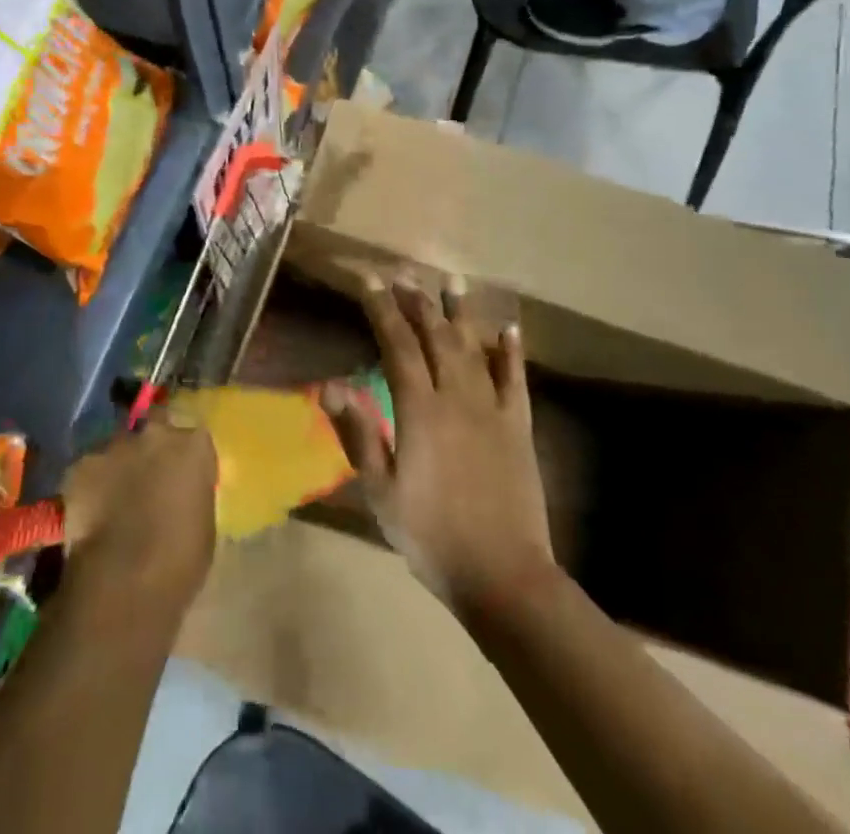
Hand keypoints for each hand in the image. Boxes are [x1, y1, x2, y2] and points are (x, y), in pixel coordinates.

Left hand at [61, 414, 216, 604]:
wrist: (124, 581)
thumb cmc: (180, 560)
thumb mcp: (204, 524)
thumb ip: (192, 493)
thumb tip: (180, 494)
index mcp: (193, 445)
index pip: (193, 439)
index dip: (185, 459)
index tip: (181, 479)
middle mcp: (155, 433)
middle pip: (155, 429)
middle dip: (151, 449)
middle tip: (147, 480)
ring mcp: (115, 446)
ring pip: (118, 447)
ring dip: (119, 465)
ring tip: (114, 499)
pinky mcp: (81, 465)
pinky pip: (89, 469)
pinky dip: (90, 484)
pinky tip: (90, 511)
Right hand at [326, 278, 556, 618]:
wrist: (502, 575)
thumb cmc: (431, 535)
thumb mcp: (381, 491)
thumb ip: (358, 433)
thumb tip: (330, 384)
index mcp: (420, 410)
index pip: (397, 345)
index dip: (382, 310)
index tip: (369, 281)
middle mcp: (457, 397)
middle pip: (435, 336)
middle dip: (417, 301)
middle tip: (404, 274)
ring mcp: (492, 408)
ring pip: (473, 347)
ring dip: (460, 312)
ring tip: (451, 281)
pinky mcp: (518, 425)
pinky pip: (515, 378)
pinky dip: (511, 351)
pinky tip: (509, 328)